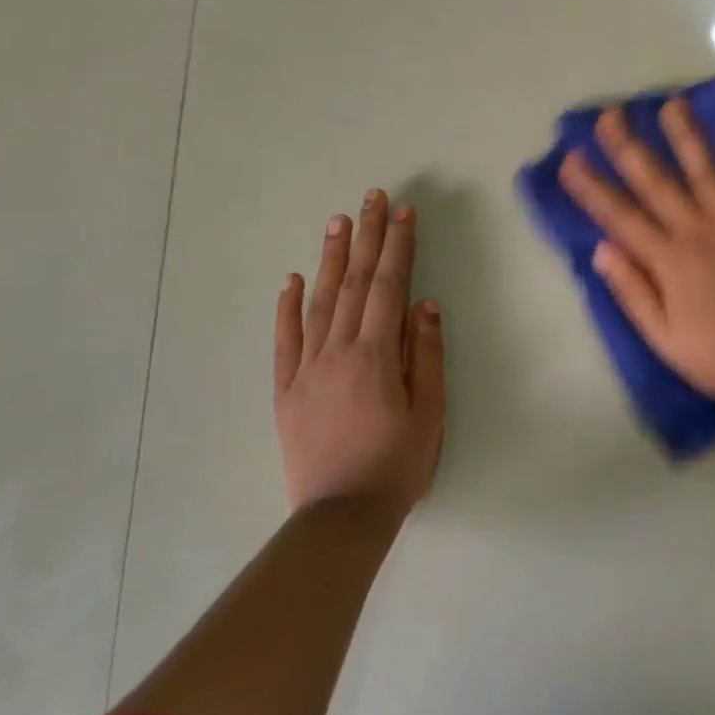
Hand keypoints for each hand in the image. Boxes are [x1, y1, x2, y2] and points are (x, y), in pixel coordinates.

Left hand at [273, 190, 445, 517]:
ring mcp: (306, 369)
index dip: (398, 246)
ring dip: (331, 259)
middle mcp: (337, 351)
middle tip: (370, 198)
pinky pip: (285, 340)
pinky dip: (287, 307)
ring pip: (319, 302)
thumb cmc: (397, 464)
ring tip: (337, 222)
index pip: (388, 287)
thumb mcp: (429, 412)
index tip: (403, 212)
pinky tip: (292, 280)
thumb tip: (425, 305)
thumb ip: (426, 355)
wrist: (341, 516)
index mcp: (376, 355)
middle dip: (365, 237)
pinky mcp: (285, 390)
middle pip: (354, 283)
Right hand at [558, 98, 714, 406]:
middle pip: (658, 184)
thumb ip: (632, 291)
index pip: (621, 217)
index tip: (570, 159)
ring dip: (687, 138)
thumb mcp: (662, 337)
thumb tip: (600, 249)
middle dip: (630, 148)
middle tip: (610, 115)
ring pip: (707, 174)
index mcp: (669, 261)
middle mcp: (699, 233)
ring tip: (673, 104)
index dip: (592, 188)